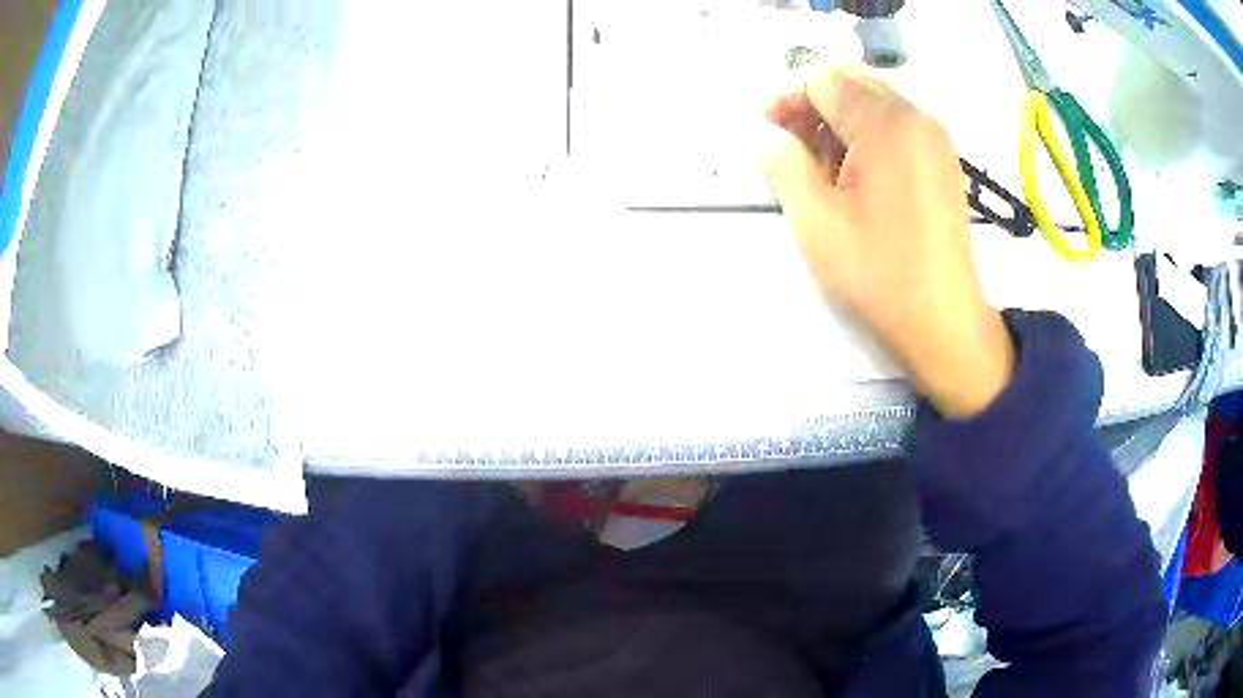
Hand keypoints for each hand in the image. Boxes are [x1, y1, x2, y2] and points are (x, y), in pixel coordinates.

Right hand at [760, 68, 1013, 418]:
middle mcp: (917, 118)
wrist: (944, 323)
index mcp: (888, 125)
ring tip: (813, 167)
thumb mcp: (816, 222)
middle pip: (849, 84)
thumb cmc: (880, 275)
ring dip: (834, 122)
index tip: (759, 129)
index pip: (823, 78)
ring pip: (871, 104)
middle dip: (808, 105)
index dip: (783, 96)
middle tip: (782, 145)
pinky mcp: (943, 162)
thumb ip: (782, 163)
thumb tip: (764, 132)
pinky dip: (863, 138)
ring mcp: (935, 139)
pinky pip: (895, 128)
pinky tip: (849, 177)